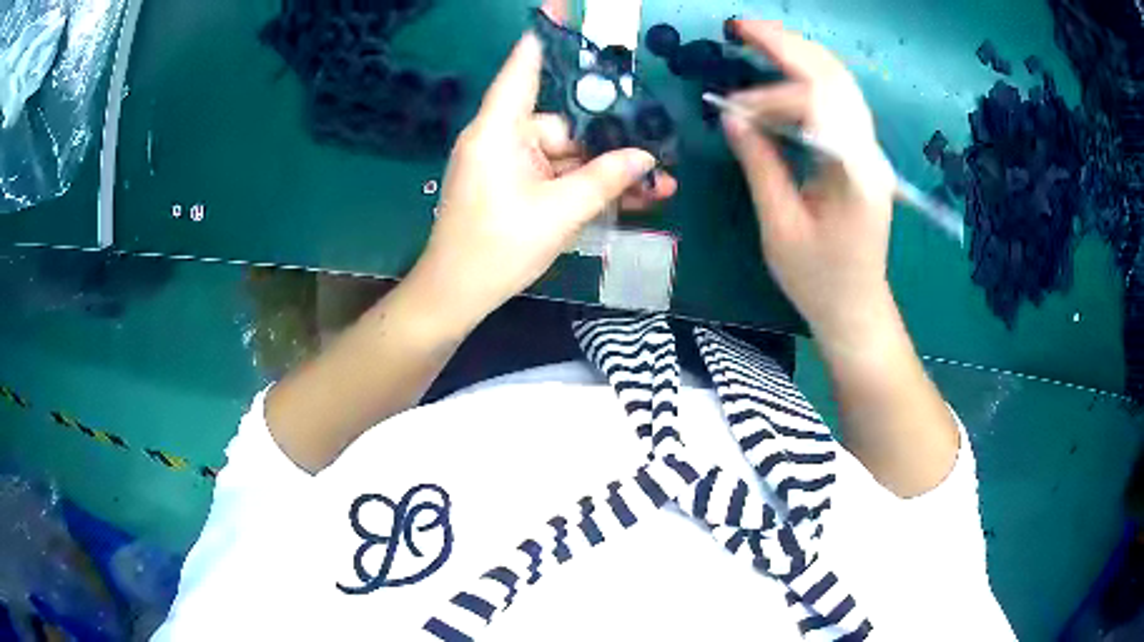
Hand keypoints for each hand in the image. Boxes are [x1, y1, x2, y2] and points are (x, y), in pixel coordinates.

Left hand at [404, 31, 676, 335]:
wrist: (456, 296)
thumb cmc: (498, 248)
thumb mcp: (561, 212)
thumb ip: (605, 179)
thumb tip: (646, 158)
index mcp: (499, 130)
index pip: (524, 68)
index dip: (545, 35)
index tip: (560, 4)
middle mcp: (501, 137)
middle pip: (563, 123)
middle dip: (609, 142)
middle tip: (655, 156)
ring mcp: (506, 163)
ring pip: (565, 155)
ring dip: (605, 171)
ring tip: (655, 186)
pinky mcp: (512, 185)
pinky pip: (554, 175)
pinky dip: (583, 185)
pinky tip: (627, 198)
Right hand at [722, 20, 897, 351]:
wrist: (857, 307)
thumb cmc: (818, 279)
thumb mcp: (780, 226)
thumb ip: (760, 164)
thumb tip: (732, 114)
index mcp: (853, 174)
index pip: (816, 105)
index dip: (771, 95)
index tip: (731, 108)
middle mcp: (868, 152)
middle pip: (834, 77)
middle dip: (787, 44)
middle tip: (740, 27)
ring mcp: (869, 150)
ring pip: (840, 82)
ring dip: (799, 54)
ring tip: (756, 40)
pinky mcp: (862, 153)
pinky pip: (838, 101)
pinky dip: (808, 78)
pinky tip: (781, 76)